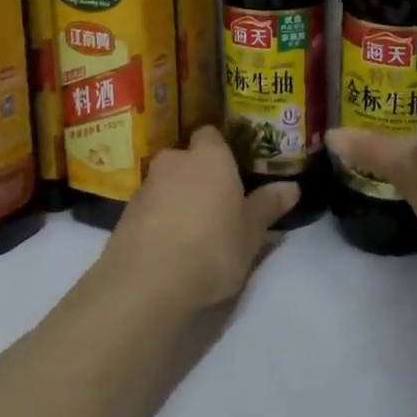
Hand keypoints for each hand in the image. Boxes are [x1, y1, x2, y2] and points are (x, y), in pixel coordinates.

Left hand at [101, 126, 300, 309]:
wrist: (147, 281)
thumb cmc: (212, 248)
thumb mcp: (251, 232)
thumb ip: (268, 206)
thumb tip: (292, 187)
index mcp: (210, 157)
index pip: (212, 134)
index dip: (221, 149)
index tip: (233, 170)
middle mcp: (175, 161)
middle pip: (186, 158)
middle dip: (197, 174)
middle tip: (216, 202)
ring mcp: (146, 186)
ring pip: (166, 182)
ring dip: (176, 197)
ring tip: (192, 228)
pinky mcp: (125, 213)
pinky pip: (149, 207)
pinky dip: (158, 218)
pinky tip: (169, 245)